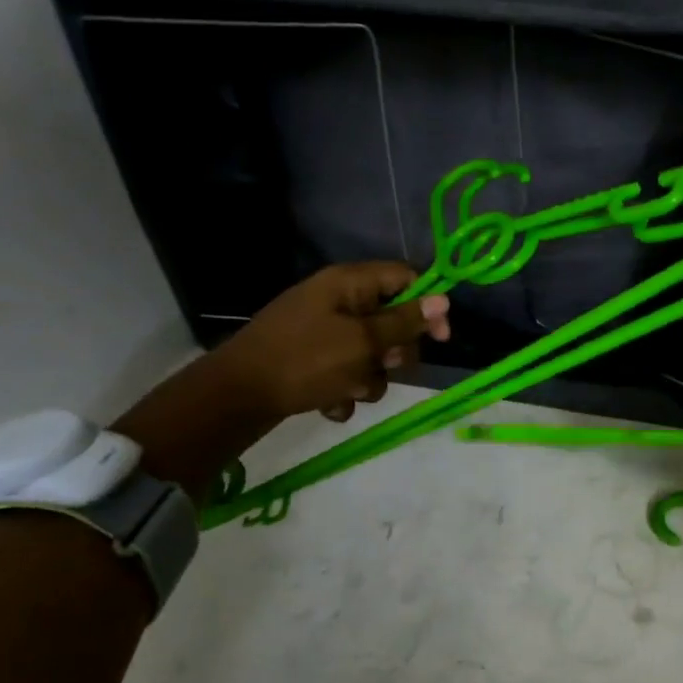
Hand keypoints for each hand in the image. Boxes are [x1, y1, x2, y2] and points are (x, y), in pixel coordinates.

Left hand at [217, 262, 450, 422]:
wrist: (237, 396)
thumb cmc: (305, 361)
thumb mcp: (362, 342)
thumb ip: (404, 322)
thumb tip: (444, 299)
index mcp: (348, 284)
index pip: (405, 278)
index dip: (428, 305)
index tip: (440, 339)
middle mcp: (337, 301)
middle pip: (391, 321)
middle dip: (393, 352)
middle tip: (382, 365)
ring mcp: (323, 331)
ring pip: (371, 353)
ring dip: (368, 378)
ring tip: (348, 390)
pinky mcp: (312, 360)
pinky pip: (347, 372)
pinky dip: (344, 390)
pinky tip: (329, 403)